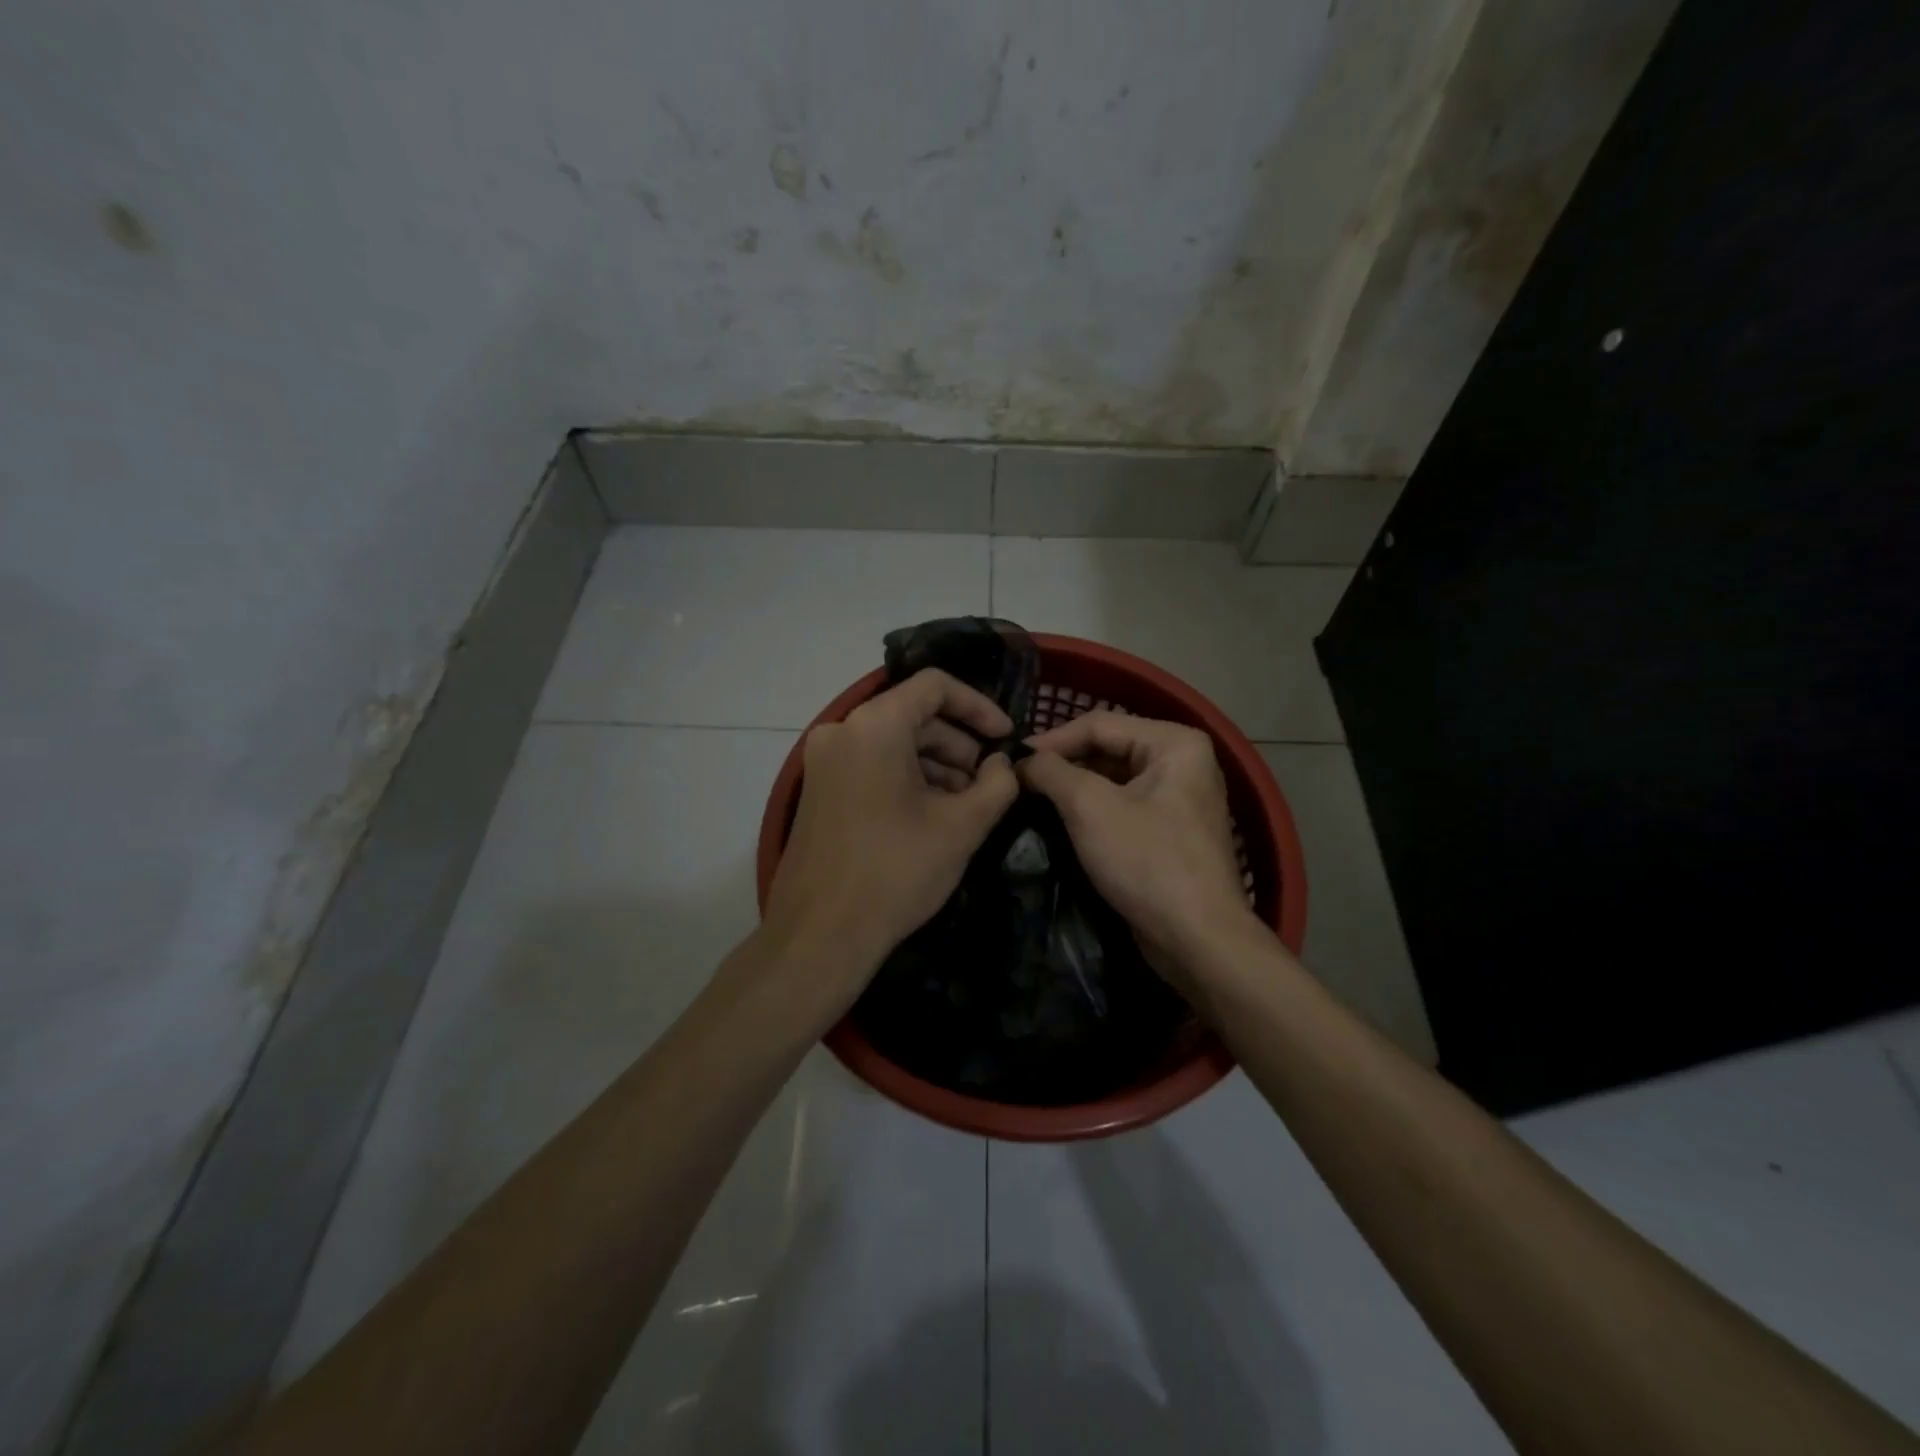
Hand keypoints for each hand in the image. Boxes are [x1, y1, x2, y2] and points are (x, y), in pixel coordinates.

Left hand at [761, 669, 1018, 1010]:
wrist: (820, 935)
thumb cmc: (896, 872)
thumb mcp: (961, 827)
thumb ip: (997, 785)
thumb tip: (1004, 765)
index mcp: (874, 726)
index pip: (935, 686)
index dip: (979, 706)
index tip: (1006, 739)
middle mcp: (841, 731)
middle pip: (913, 716)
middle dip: (958, 746)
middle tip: (989, 784)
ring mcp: (822, 760)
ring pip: (892, 743)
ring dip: (934, 766)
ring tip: (966, 806)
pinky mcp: (817, 789)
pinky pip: (870, 765)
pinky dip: (905, 779)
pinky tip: (931, 816)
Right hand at [1018, 712, 1262, 985]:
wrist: (1197, 939)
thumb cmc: (1146, 861)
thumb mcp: (1089, 807)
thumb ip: (1050, 771)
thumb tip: (1021, 759)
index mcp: (1175, 743)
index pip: (1098, 724)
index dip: (1051, 740)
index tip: (1010, 760)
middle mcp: (1183, 761)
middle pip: (1107, 748)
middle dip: (1062, 765)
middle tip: (1018, 781)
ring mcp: (1179, 798)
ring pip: (1112, 779)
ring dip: (1073, 788)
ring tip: (1031, 800)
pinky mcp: (1170, 831)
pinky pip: (1122, 806)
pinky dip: (1091, 811)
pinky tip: (1059, 822)